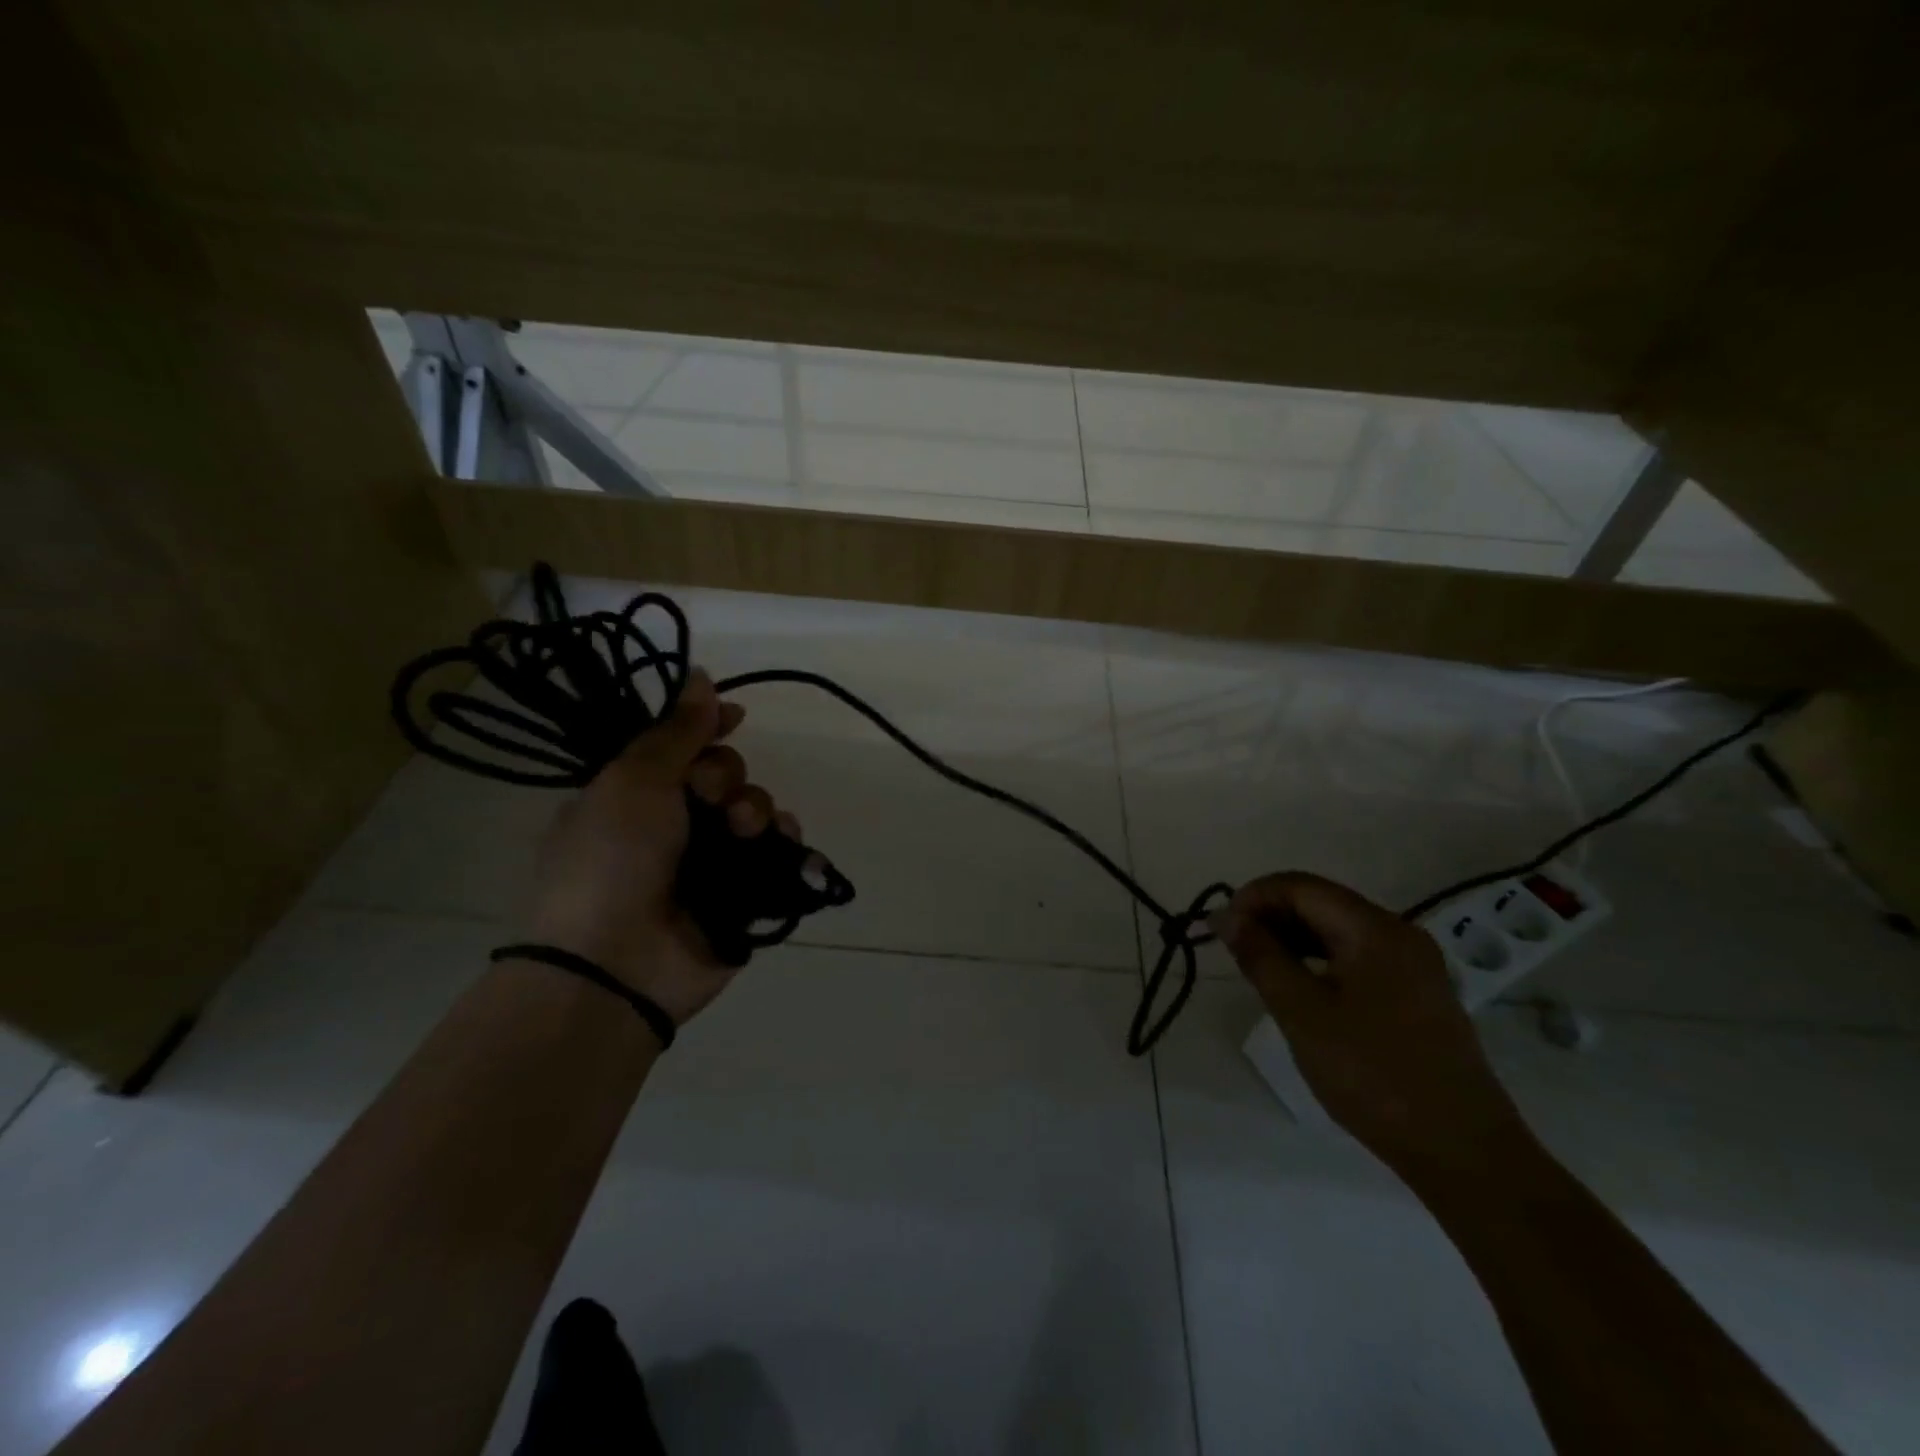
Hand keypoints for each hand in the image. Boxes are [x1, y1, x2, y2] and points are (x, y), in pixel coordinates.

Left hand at [524, 670, 803, 1026]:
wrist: (615, 964)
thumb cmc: (611, 861)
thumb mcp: (632, 782)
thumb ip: (675, 732)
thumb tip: (701, 675)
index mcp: (635, 795)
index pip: (682, 747)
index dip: (708, 727)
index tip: (733, 716)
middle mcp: (674, 825)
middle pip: (725, 775)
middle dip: (727, 777)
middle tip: (708, 799)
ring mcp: (710, 862)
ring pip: (756, 811)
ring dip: (756, 809)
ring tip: (740, 831)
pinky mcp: (744, 895)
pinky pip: (779, 853)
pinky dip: (786, 844)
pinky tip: (781, 845)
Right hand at [1212, 872, 1530, 1174]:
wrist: (1463, 1151)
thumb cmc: (1373, 1074)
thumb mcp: (1302, 1013)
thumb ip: (1260, 956)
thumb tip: (1226, 916)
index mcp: (1375, 929)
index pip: (1300, 886)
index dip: (1253, 897)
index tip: (1221, 928)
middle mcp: (1399, 933)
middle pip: (1321, 902)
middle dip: (1270, 916)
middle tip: (1234, 950)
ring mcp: (1413, 964)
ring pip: (1337, 930)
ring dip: (1292, 938)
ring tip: (1258, 969)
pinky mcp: (1417, 993)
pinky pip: (1356, 956)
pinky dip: (1318, 960)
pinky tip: (1298, 988)